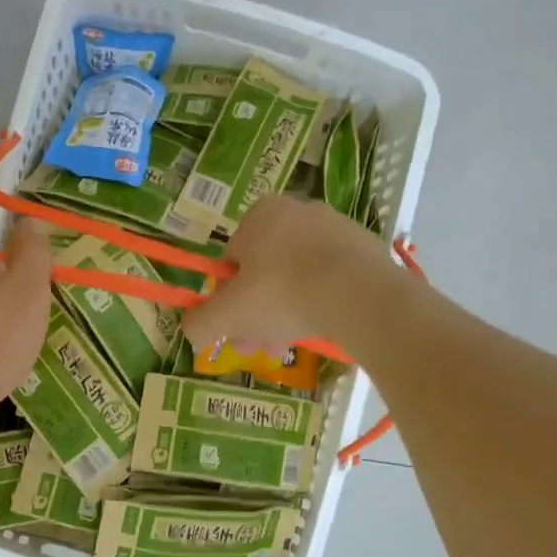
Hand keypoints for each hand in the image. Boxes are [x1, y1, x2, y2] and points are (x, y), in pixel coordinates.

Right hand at [181, 196, 397, 356]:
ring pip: (298, 278)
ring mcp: (335, 227)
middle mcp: (296, 211)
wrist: (358, 294)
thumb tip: (191, 332)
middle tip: (259, 346)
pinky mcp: (365, 247)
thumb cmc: (282, 294)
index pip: (231, 260)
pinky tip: (321, 327)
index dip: (228, 299)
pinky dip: (321, 302)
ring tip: (289, 344)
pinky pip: (331, 278)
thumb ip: (200, 323)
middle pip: (265, 272)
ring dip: (287, 313)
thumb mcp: (226, 315)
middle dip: (258, 313)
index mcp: (259, 214)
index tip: (235, 329)